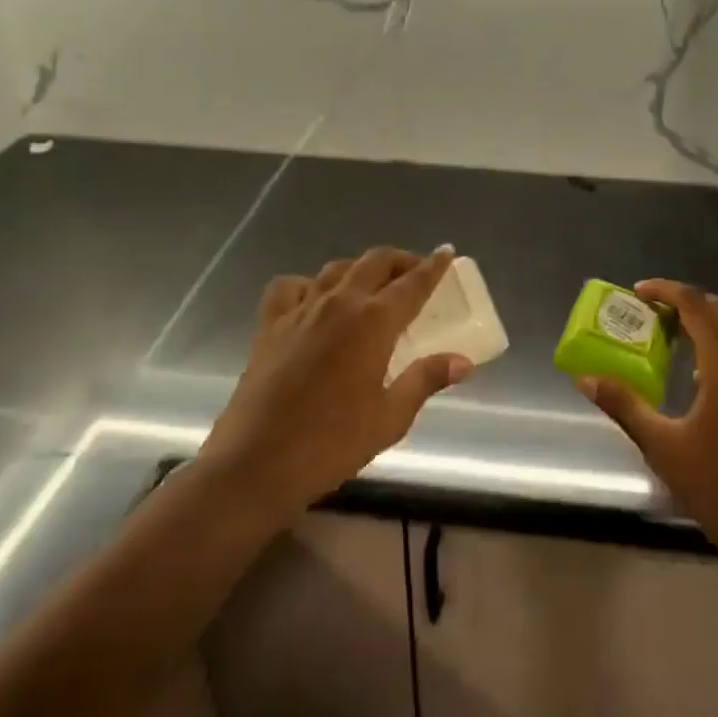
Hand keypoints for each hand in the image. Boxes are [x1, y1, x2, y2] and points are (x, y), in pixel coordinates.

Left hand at [197, 246, 472, 528]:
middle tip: (416, 271)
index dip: (433, 266)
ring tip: (371, 284)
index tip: (447, 251)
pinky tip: (314, 300)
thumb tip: (463, 361)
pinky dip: (308, 284)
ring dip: (360, 269)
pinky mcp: (270, 324)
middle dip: (400, 260)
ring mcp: (301, 309)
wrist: (254, 465)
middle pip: (375, 262)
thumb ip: (426, 380)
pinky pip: (291, 287)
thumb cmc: (330, 444)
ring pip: (336, 269)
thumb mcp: (389, 418)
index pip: (413, 282)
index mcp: (373, 321)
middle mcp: (339, 302)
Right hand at [576, 279, 717, 568]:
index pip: (696, 305)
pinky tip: (706, 377)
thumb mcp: (662, 447)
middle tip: (655, 314)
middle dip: (687, 302)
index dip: (666, 290)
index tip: (639, 292)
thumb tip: (586, 379)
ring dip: (709, 321)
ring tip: (677, 339)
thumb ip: (625, 405)